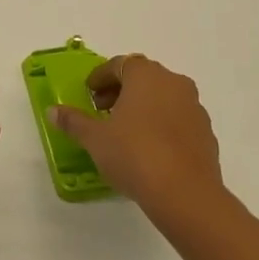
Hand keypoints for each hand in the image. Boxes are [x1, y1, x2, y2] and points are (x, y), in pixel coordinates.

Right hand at [49, 54, 223, 220]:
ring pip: (163, 97)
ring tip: (126, 132)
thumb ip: (73, 121)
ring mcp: (194, 107)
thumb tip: (52, 111)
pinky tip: (150, 149)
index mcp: (145, 75)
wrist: (186, 194)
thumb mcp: (95, 139)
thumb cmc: (134, 155)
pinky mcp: (206, 133)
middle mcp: (173, 82)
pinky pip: (178, 119)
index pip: (118, 65)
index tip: (89, 94)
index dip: (101, 78)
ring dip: (144, 107)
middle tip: (103, 111)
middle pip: (142, 77)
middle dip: (121, 90)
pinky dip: (162, 125)